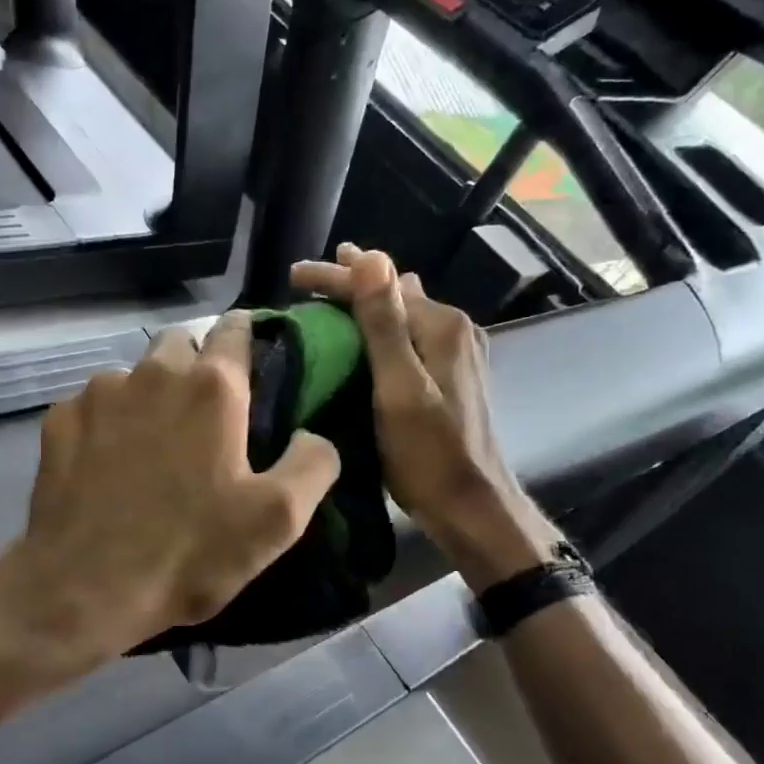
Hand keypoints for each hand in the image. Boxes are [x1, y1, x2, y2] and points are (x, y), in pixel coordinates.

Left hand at [6, 314, 342, 671]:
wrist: (84, 588)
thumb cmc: (188, 553)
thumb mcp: (277, 520)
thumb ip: (312, 464)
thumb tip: (312, 434)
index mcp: (213, 388)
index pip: (236, 329)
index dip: (248, 336)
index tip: (254, 360)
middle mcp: (153, 373)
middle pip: (181, 343)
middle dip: (196, 363)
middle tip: (205, 413)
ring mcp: (99, 393)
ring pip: (134, 373)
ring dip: (150, 394)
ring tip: (152, 444)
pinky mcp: (60, 420)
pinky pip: (94, 404)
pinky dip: (108, 420)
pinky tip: (107, 462)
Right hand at [292, 245, 548, 588]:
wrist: (471, 507)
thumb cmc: (428, 453)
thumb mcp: (399, 387)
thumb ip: (384, 323)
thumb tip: (371, 255)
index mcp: (441, 325)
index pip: (380, 283)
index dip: (335, 276)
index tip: (293, 275)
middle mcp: (454, 329)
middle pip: (393, 294)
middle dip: (350, 284)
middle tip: (305, 282)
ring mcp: (456, 354)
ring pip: (401, 315)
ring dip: (365, 306)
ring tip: (328, 300)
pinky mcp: (450, 377)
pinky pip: (407, 338)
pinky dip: (379, 331)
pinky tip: (361, 338)